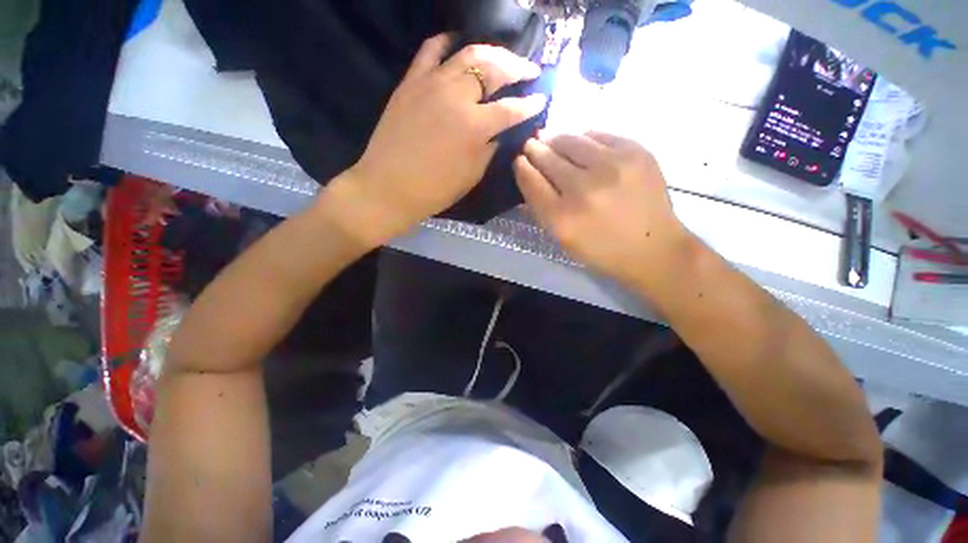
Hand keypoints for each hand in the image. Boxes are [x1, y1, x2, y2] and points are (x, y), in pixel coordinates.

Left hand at [343, 34, 547, 239]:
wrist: (389, 187)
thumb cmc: (435, 190)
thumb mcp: (472, 174)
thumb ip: (490, 147)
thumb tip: (500, 130)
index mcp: (475, 127)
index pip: (512, 108)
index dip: (530, 104)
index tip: (541, 99)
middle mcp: (457, 97)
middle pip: (494, 69)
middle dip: (518, 67)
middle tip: (529, 70)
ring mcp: (431, 84)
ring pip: (468, 54)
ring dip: (492, 52)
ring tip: (503, 58)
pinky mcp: (411, 82)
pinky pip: (430, 51)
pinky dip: (447, 43)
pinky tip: (457, 45)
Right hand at [514, 132, 692, 290]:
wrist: (652, 248)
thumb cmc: (601, 250)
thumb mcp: (562, 239)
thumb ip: (541, 208)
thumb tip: (528, 175)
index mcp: (562, 217)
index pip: (531, 181)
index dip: (522, 167)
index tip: (519, 161)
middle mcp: (584, 189)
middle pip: (548, 157)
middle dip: (535, 149)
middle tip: (531, 145)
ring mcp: (612, 166)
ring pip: (571, 139)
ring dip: (556, 139)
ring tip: (551, 140)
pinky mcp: (635, 151)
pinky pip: (598, 134)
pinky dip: (584, 138)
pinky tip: (581, 145)